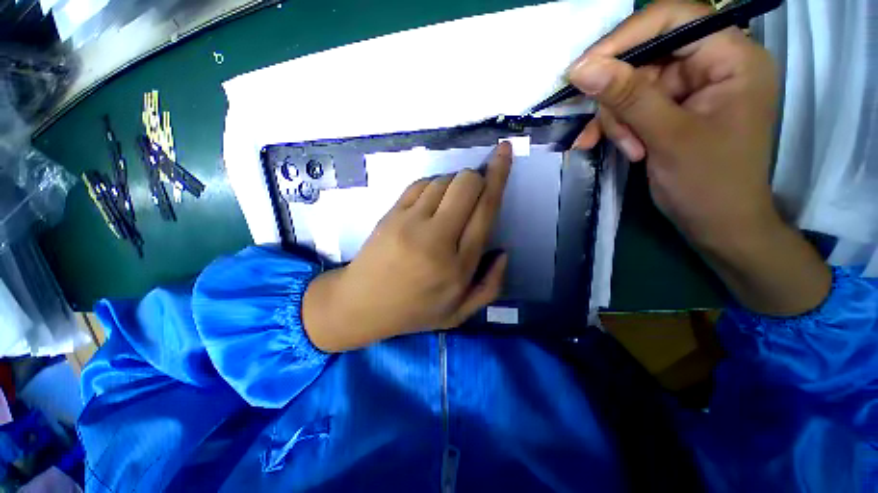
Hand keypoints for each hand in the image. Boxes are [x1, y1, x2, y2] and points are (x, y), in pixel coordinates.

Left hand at [302, 143, 511, 351]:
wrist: (361, 305)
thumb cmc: (414, 311)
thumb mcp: (459, 313)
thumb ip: (490, 286)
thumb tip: (503, 252)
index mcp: (458, 265)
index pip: (485, 209)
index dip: (498, 176)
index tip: (504, 151)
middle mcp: (437, 238)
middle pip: (466, 184)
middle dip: (478, 178)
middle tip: (476, 192)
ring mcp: (410, 222)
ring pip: (444, 181)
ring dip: (455, 186)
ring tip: (449, 207)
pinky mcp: (392, 213)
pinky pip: (421, 184)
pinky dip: (434, 187)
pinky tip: (431, 205)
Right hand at [568, 0, 829, 314]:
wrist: (717, 224)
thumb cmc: (708, 184)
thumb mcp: (667, 137)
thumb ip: (627, 97)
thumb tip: (581, 68)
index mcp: (731, 58)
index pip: (674, 18)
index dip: (626, 37)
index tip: (584, 69)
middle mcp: (712, 64)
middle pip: (647, 57)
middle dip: (619, 98)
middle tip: (605, 133)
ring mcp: (691, 87)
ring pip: (633, 86)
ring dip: (616, 119)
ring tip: (624, 150)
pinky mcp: (673, 109)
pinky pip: (633, 106)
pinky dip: (616, 126)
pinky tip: (603, 144)